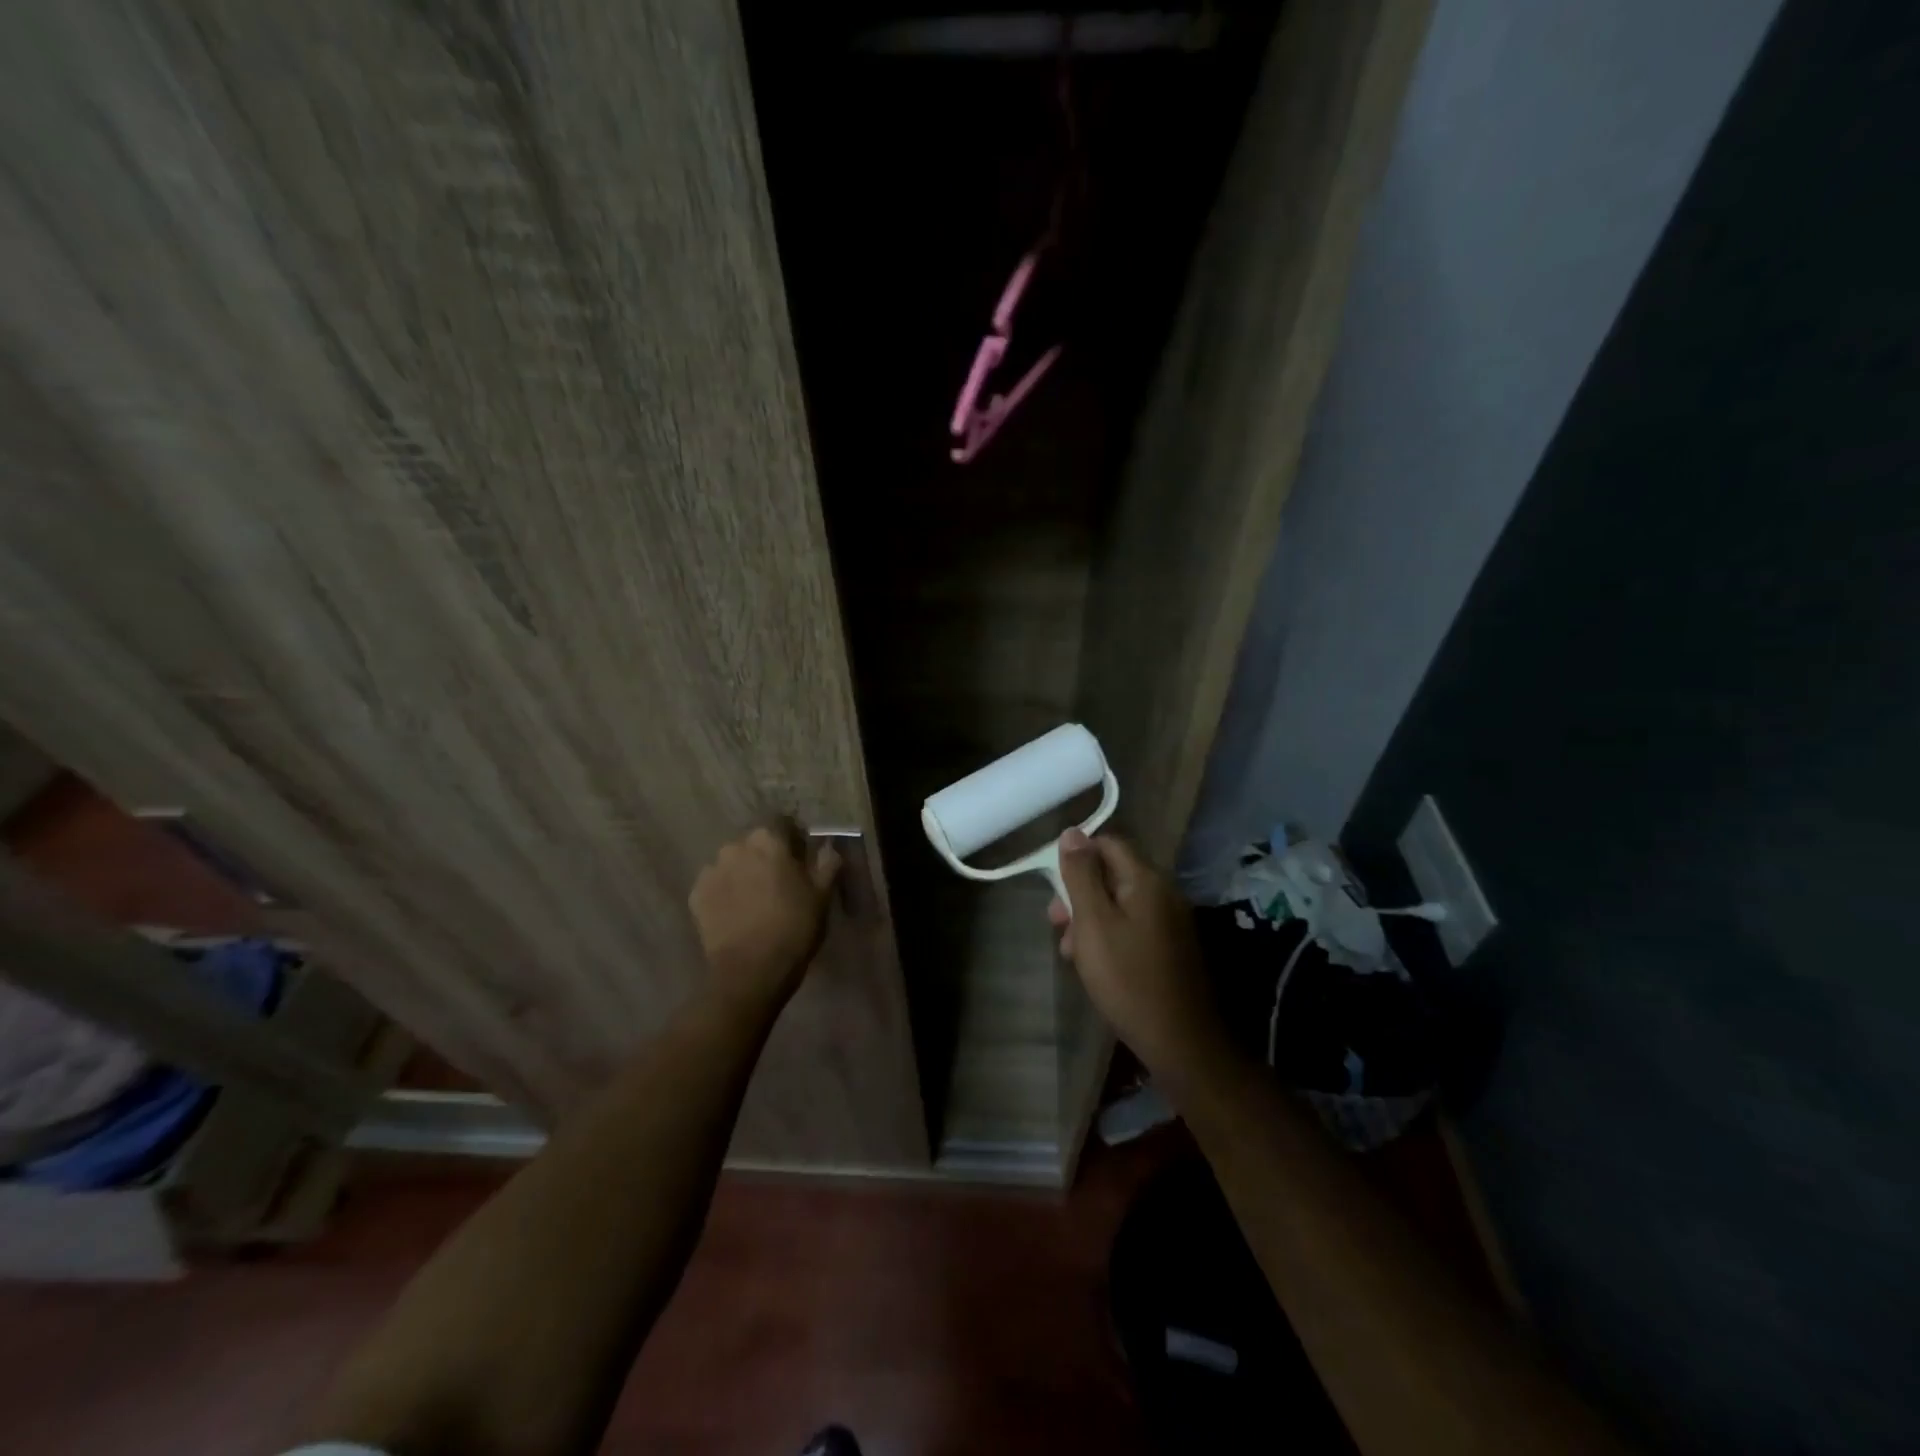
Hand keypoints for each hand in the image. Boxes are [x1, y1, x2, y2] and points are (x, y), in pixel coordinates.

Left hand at [689, 823, 840, 1014]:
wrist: (750, 971)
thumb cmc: (793, 927)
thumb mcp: (821, 895)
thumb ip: (827, 863)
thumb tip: (828, 846)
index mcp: (768, 839)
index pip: (782, 823)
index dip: (793, 839)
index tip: (801, 859)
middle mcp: (735, 846)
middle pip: (754, 843)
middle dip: (766, 856)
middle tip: (779, 882)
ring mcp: (711, 870)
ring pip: (733, 863)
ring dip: (743, 873)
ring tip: (755, 900)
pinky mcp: (695, 895)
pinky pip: (716, 885)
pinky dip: (725, 893)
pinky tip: (737, 913)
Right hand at [1049, 829, 1226, 1084]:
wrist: (1179, 1040)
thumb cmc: (1127, 978)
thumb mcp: (1093, 923)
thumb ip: (1081, 875)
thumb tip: (1071, 832)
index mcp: (1147, 880)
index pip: (1108, 843)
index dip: (1077, 857)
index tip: (1055, 887)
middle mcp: (1164, 892)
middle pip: (1113, 874)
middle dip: (1079, 893)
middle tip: (1056, 923)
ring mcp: (1171, 920)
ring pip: (1120, 902)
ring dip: (1090, 918)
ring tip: (1070, 951)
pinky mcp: (1171, 946)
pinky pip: (1134, 925)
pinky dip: (1110, 935)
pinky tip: (1094, 963)